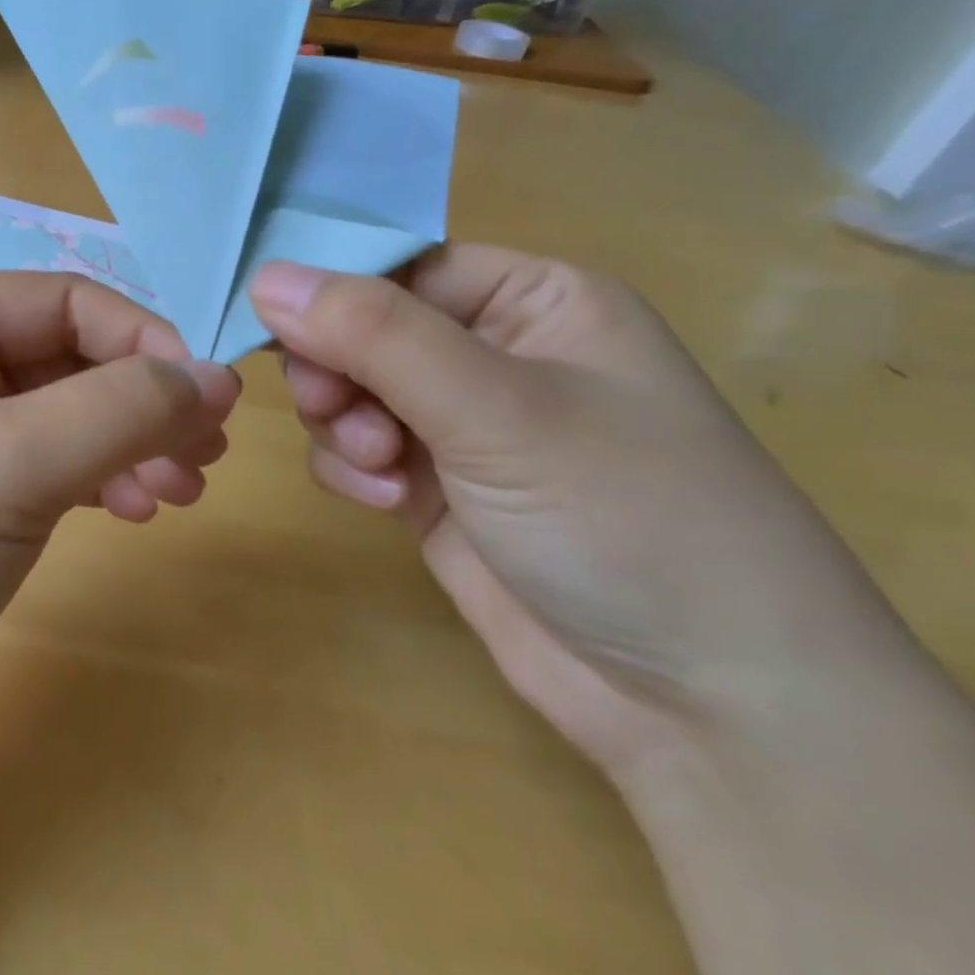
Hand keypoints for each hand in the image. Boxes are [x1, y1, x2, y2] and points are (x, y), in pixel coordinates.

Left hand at [0, 272, 240, 815]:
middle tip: (207, 453)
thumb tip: (215, 376)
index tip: (209, 400)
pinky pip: (44, 475)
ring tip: (180, 492)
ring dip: (127, 443)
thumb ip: (119, 408)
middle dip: (140, 399)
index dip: (143, 339)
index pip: (64, 301)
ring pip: (62, 420)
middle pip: (67, 360)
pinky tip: (131, 513)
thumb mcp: (6, 462)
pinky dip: (95, 484)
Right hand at [249, 248, 924, 778]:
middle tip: (330, 408)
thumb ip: (373, 334)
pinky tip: (390, 504)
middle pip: (364, 329)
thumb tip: (265, 276)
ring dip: (343, 424)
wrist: (708, 709)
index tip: (273, 325)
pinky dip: (355, 470)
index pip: (400, 265)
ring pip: (350, 390)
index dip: (333, 289)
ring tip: (379, 468)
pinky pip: (356, 450)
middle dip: (338, 369)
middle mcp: (494, 353)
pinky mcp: (435, 488)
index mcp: (532, 301)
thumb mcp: (495, 407)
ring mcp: (462, 425)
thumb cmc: (623, 517)